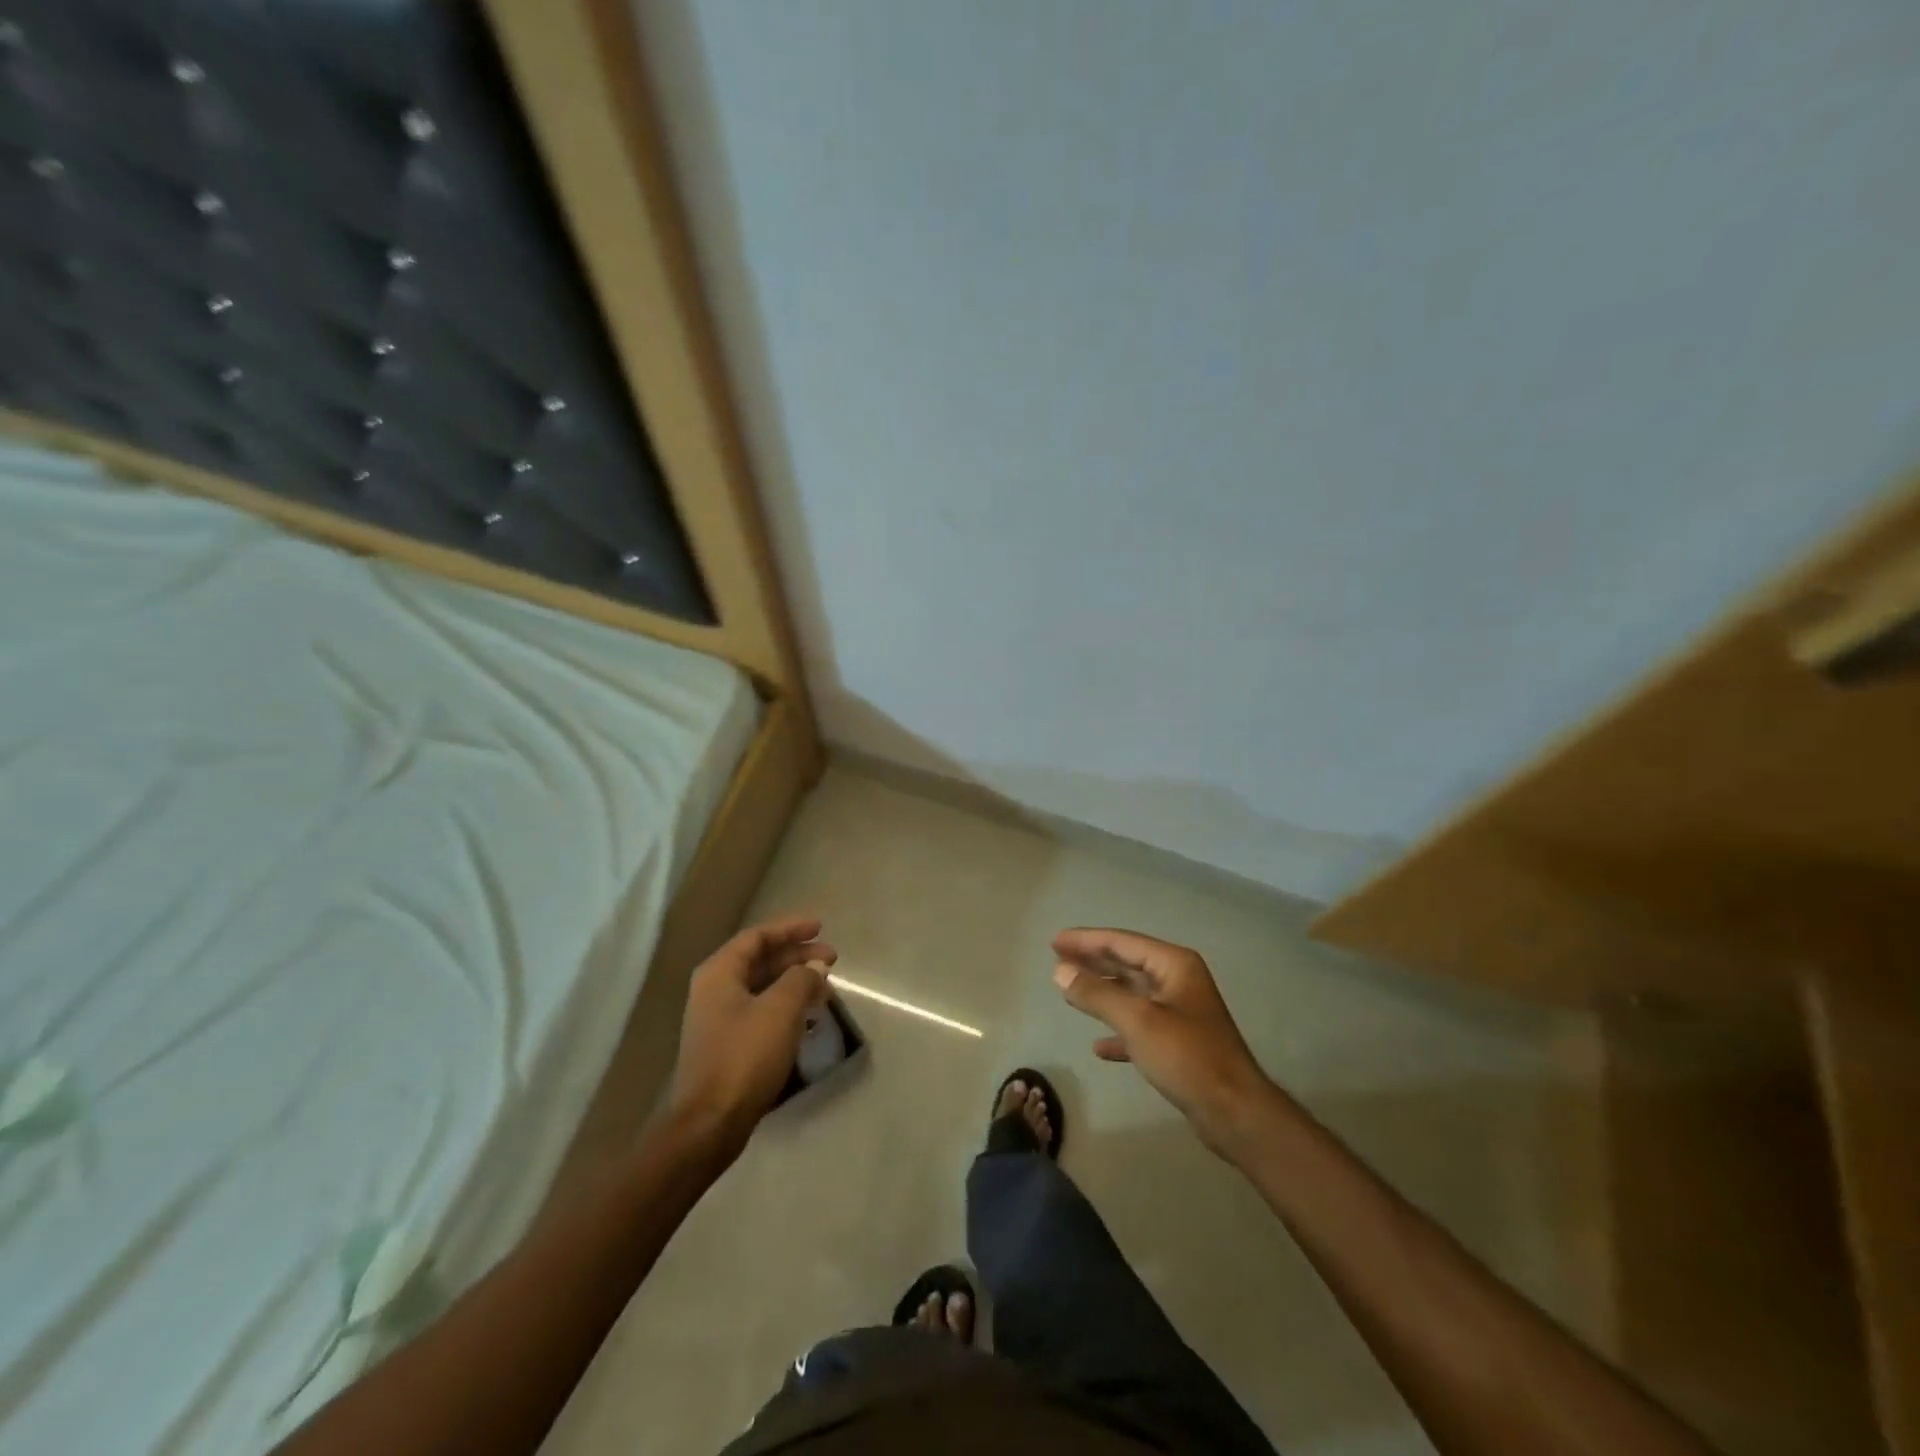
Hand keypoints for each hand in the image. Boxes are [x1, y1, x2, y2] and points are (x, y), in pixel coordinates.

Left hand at [670, 916, 835, 1154]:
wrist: (711, 1122)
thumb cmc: (745, 1056)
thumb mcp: (781, 1009)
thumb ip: (801, 978)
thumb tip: (814, 967)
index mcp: (720, 973)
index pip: (758, 937)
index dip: (790, 929)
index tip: (820, 927)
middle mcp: (714, 990)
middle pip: (760, 961)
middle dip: (797, 956)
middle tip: (832, 958)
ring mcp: (719, 1019)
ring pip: (763, 987)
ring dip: (795, 982)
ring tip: (826, 986)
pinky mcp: (728, 1045)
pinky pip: (762, 1011)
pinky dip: (787, 1005)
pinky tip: (809, 1016)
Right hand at [1053, 927, 1278, 1156]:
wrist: (1234, 1113)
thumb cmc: (1187, 1056)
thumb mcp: (1137, 1021)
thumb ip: (1096, 993)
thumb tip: (1060, 970)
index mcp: (1174, 965)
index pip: (1122, 942)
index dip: (1087, 940)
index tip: (1055, 941)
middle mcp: (1178, 981)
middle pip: (1127, 963)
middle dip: (1092, 962)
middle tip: (1057, 959)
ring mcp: (1180, 1012)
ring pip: (1132, 994)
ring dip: (1102, 992)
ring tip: (1070, 991)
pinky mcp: (1179, 1043)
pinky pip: (1140, 1027)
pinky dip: (1118, 1031)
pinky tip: (1098, 1046)